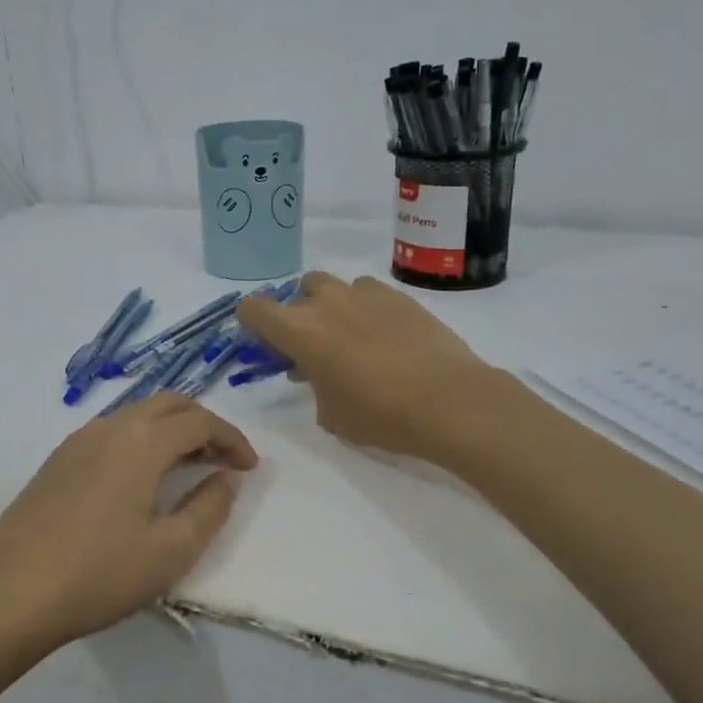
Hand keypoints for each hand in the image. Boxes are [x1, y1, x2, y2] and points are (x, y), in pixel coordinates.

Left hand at [0, 393, 257, 656]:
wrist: (8, 595)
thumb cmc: (99, 574)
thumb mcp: (171, 551)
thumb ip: (209, 508)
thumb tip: (224, 479)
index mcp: (142, 442)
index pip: (200, 422)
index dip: (232, 440)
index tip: (249, 468)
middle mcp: (109, 427)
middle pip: (168, 404)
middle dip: (203, 424)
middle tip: (223, 459)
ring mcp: (77, 441)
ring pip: (136, 415)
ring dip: (170, 431)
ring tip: (187, 468)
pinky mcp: (56, 461)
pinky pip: (111, 433)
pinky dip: (140, 441)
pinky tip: (140, 479)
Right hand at [238, 271, 498, 461]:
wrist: (449, 401)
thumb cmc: (379, 415)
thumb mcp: (332, 414)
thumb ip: (314, 387)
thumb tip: (317, 374)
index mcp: (300, 330)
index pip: (254, 308)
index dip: (253, 324)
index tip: (267, 344)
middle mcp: (327, 302)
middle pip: (298, 291)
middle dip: (300, 314)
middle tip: (315, 347)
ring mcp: (366, 294)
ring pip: (336, 287)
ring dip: (334, 308)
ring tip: (352, 339)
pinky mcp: (400, 296)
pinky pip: (370, 293)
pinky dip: (367, 309)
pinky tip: (386, 337)